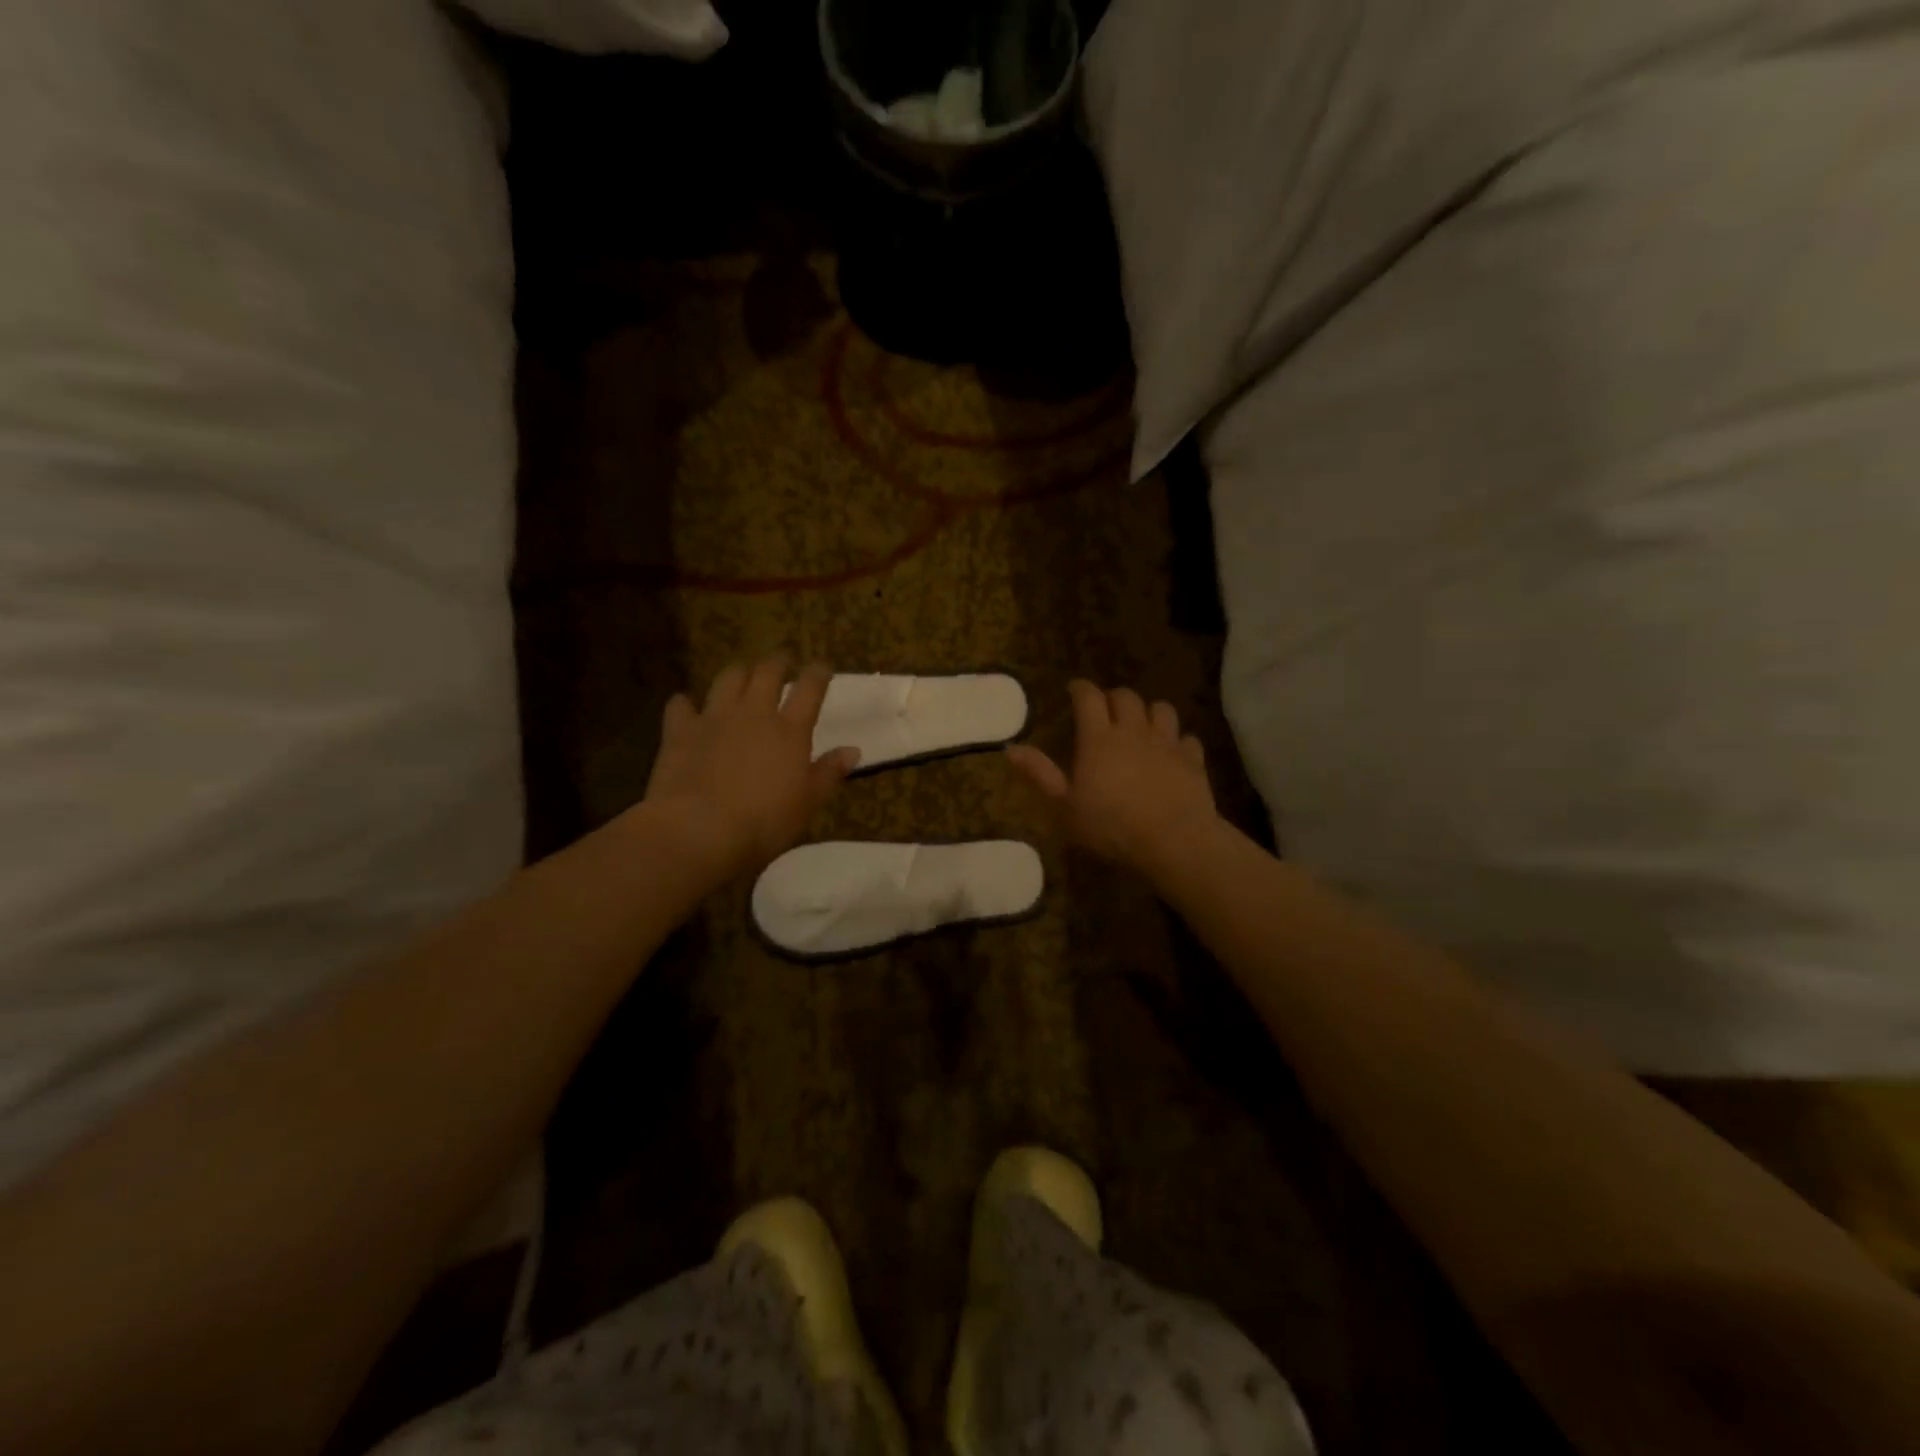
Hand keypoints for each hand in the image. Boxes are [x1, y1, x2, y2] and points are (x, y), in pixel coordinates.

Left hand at [644, 659, 859, 880]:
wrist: (700, 829)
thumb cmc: (764, 821)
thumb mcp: (808, 802)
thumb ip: (829, 772)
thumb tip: (853, 750)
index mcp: (790, 730)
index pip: (810, 689)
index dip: (818, 673)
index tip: (822, 665)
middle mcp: (754, 713)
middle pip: (767, 673)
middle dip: (777, 662)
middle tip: (782, 661)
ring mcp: (714, 718)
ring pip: (728, 679)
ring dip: (738, 673)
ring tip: (742, 674)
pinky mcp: (680, 731)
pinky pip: (681, 705)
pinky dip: (685, 703)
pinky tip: (686, 707)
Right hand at [1007, 681, 1219, 873]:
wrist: (1174, 841)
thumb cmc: (1111, 827)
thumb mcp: (1065, 807)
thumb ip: (1040, 775)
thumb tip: (1011, 748)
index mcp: (1099, 739)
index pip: (1088, 697)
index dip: (1080, 688)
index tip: (1072, 689)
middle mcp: (1133, 731)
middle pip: (1125, 696)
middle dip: (1112, 698)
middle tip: (1104, 710)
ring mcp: (1167, 743)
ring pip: (1161, 709)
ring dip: (1148, 712)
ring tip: (1141, 725)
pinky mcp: (1193, 760)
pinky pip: (1187, 739)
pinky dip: (1178, 741)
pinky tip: (1173, 754)